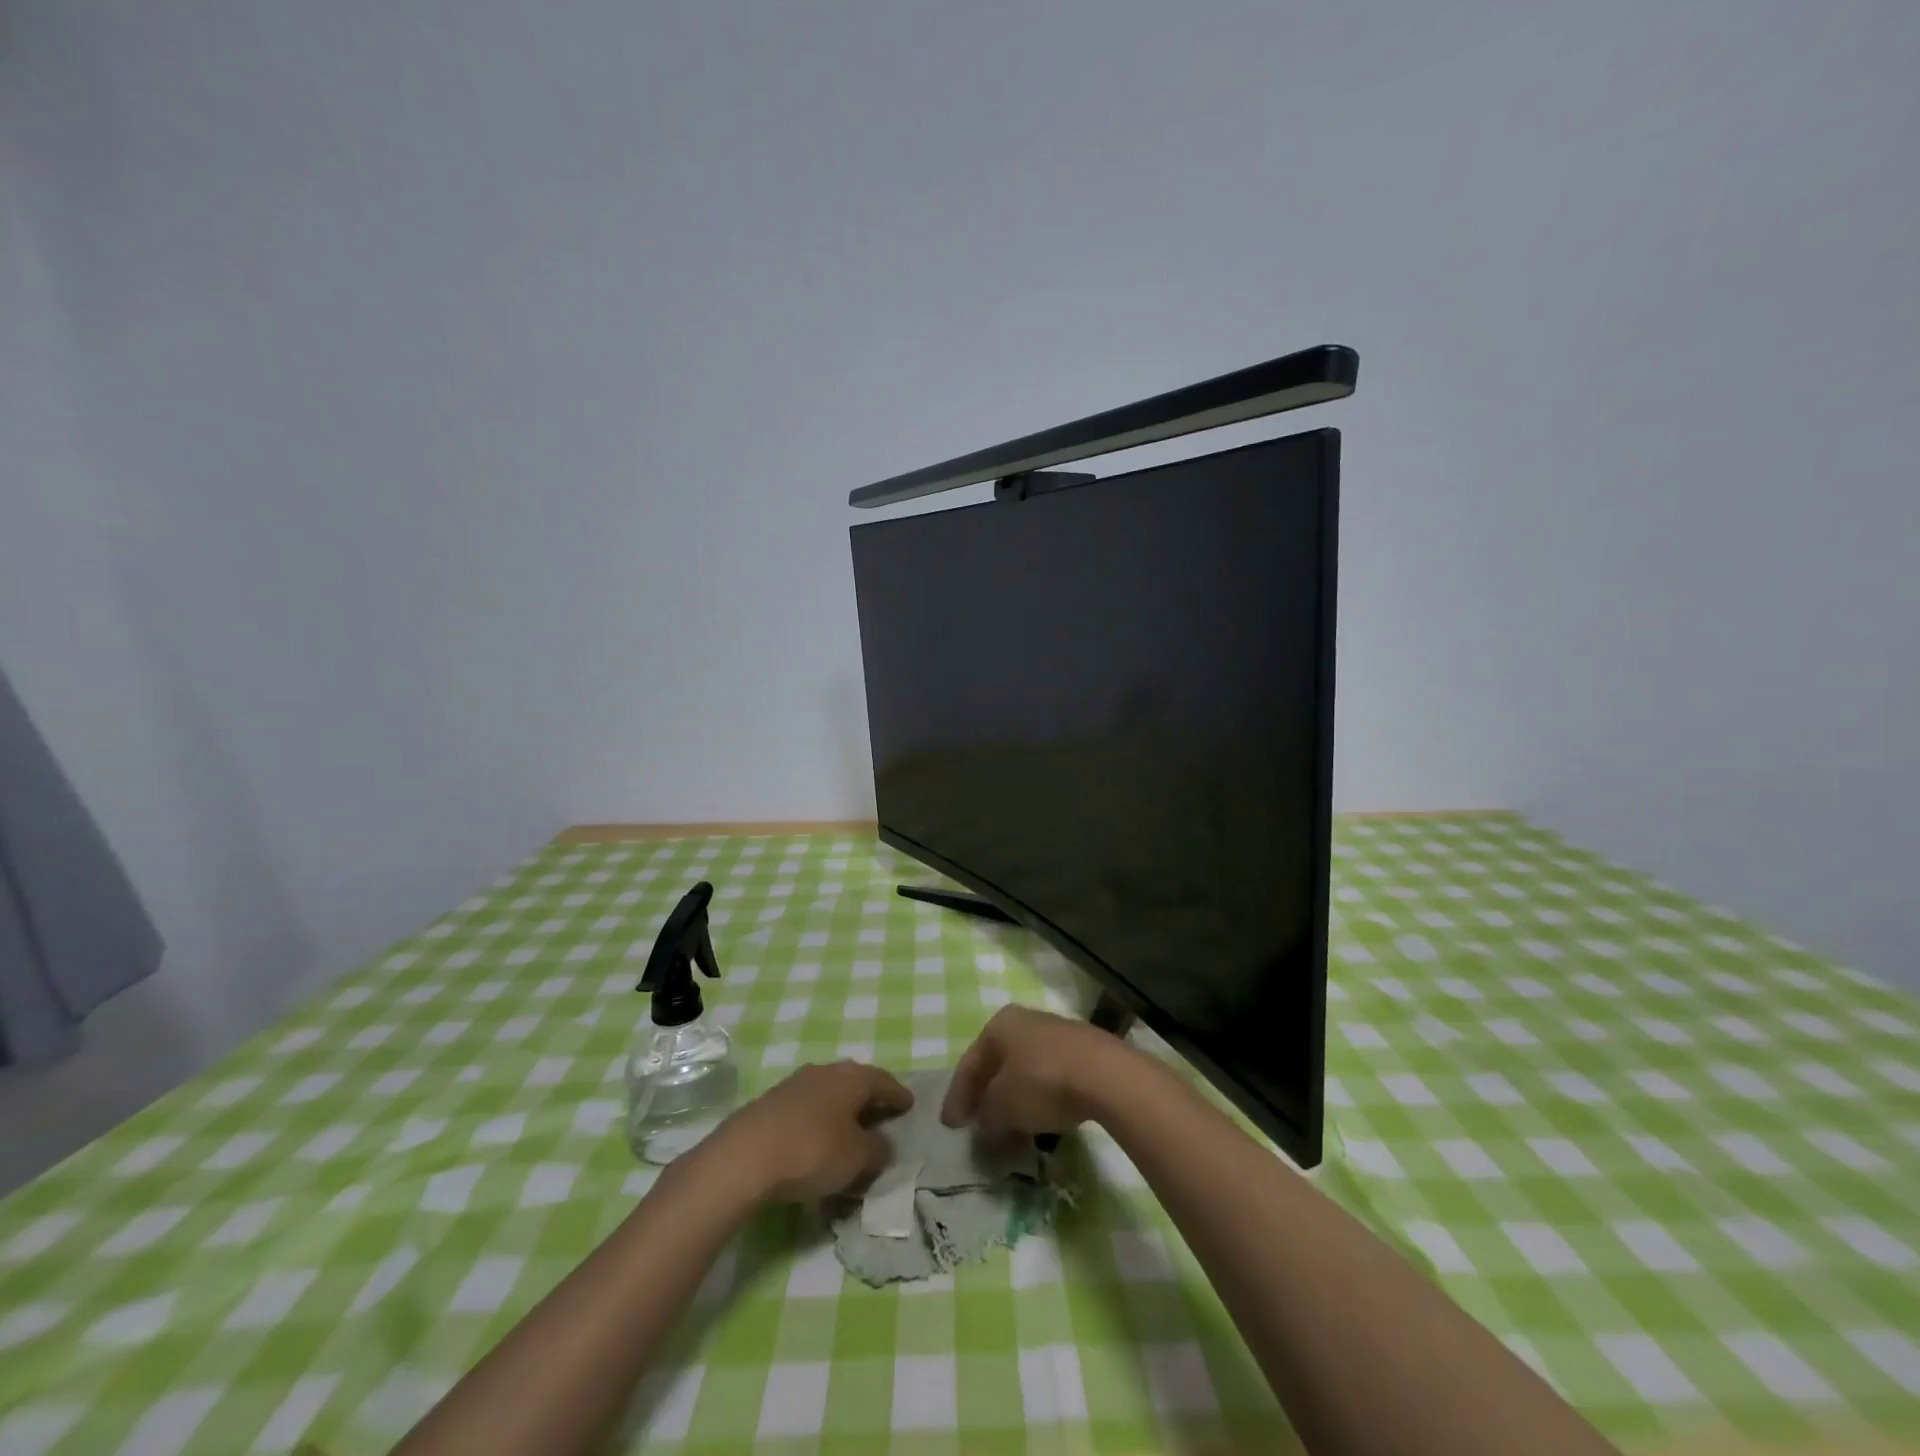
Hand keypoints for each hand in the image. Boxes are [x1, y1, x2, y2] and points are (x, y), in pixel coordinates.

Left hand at [716, 1061, 913, 1201]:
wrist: (743, 1157)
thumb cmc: (811, 1151)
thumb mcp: (857, 1159)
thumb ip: (878, 1150)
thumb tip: (884, 1145)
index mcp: (852, 1077)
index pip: (885, 1081)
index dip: (899, 1095)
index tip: (910, 1105)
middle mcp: (826, 1071)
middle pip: (856, 1083)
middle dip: (870, 1100)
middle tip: (882, 1118)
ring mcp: (795, 1083)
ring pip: (829, 1094)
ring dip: (842, 1111)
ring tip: (849, 1133)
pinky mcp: (771, 1102)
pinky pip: (807, 1108)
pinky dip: (819, 1121)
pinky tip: (816, 1141)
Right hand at [941, 1005, 1125, 1134]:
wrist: (1106, 1074)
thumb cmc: (1042, 1082)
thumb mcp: (1002, 1106)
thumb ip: (986, 1116)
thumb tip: (983, 1123)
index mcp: (999, 1024)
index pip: (969, 1064)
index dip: (957, 1098)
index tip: (950, 1126)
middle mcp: (1025, 1020)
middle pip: (997, 1062)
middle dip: (986, 1094)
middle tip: (977, 1124)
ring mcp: (1056, 1032)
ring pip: (1024, 1068)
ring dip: (1014, 1096)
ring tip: (1010, 1126)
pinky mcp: (1083, 1050)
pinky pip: (1050, 1075)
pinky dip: (1039, 1095)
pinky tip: (1042, 1117)